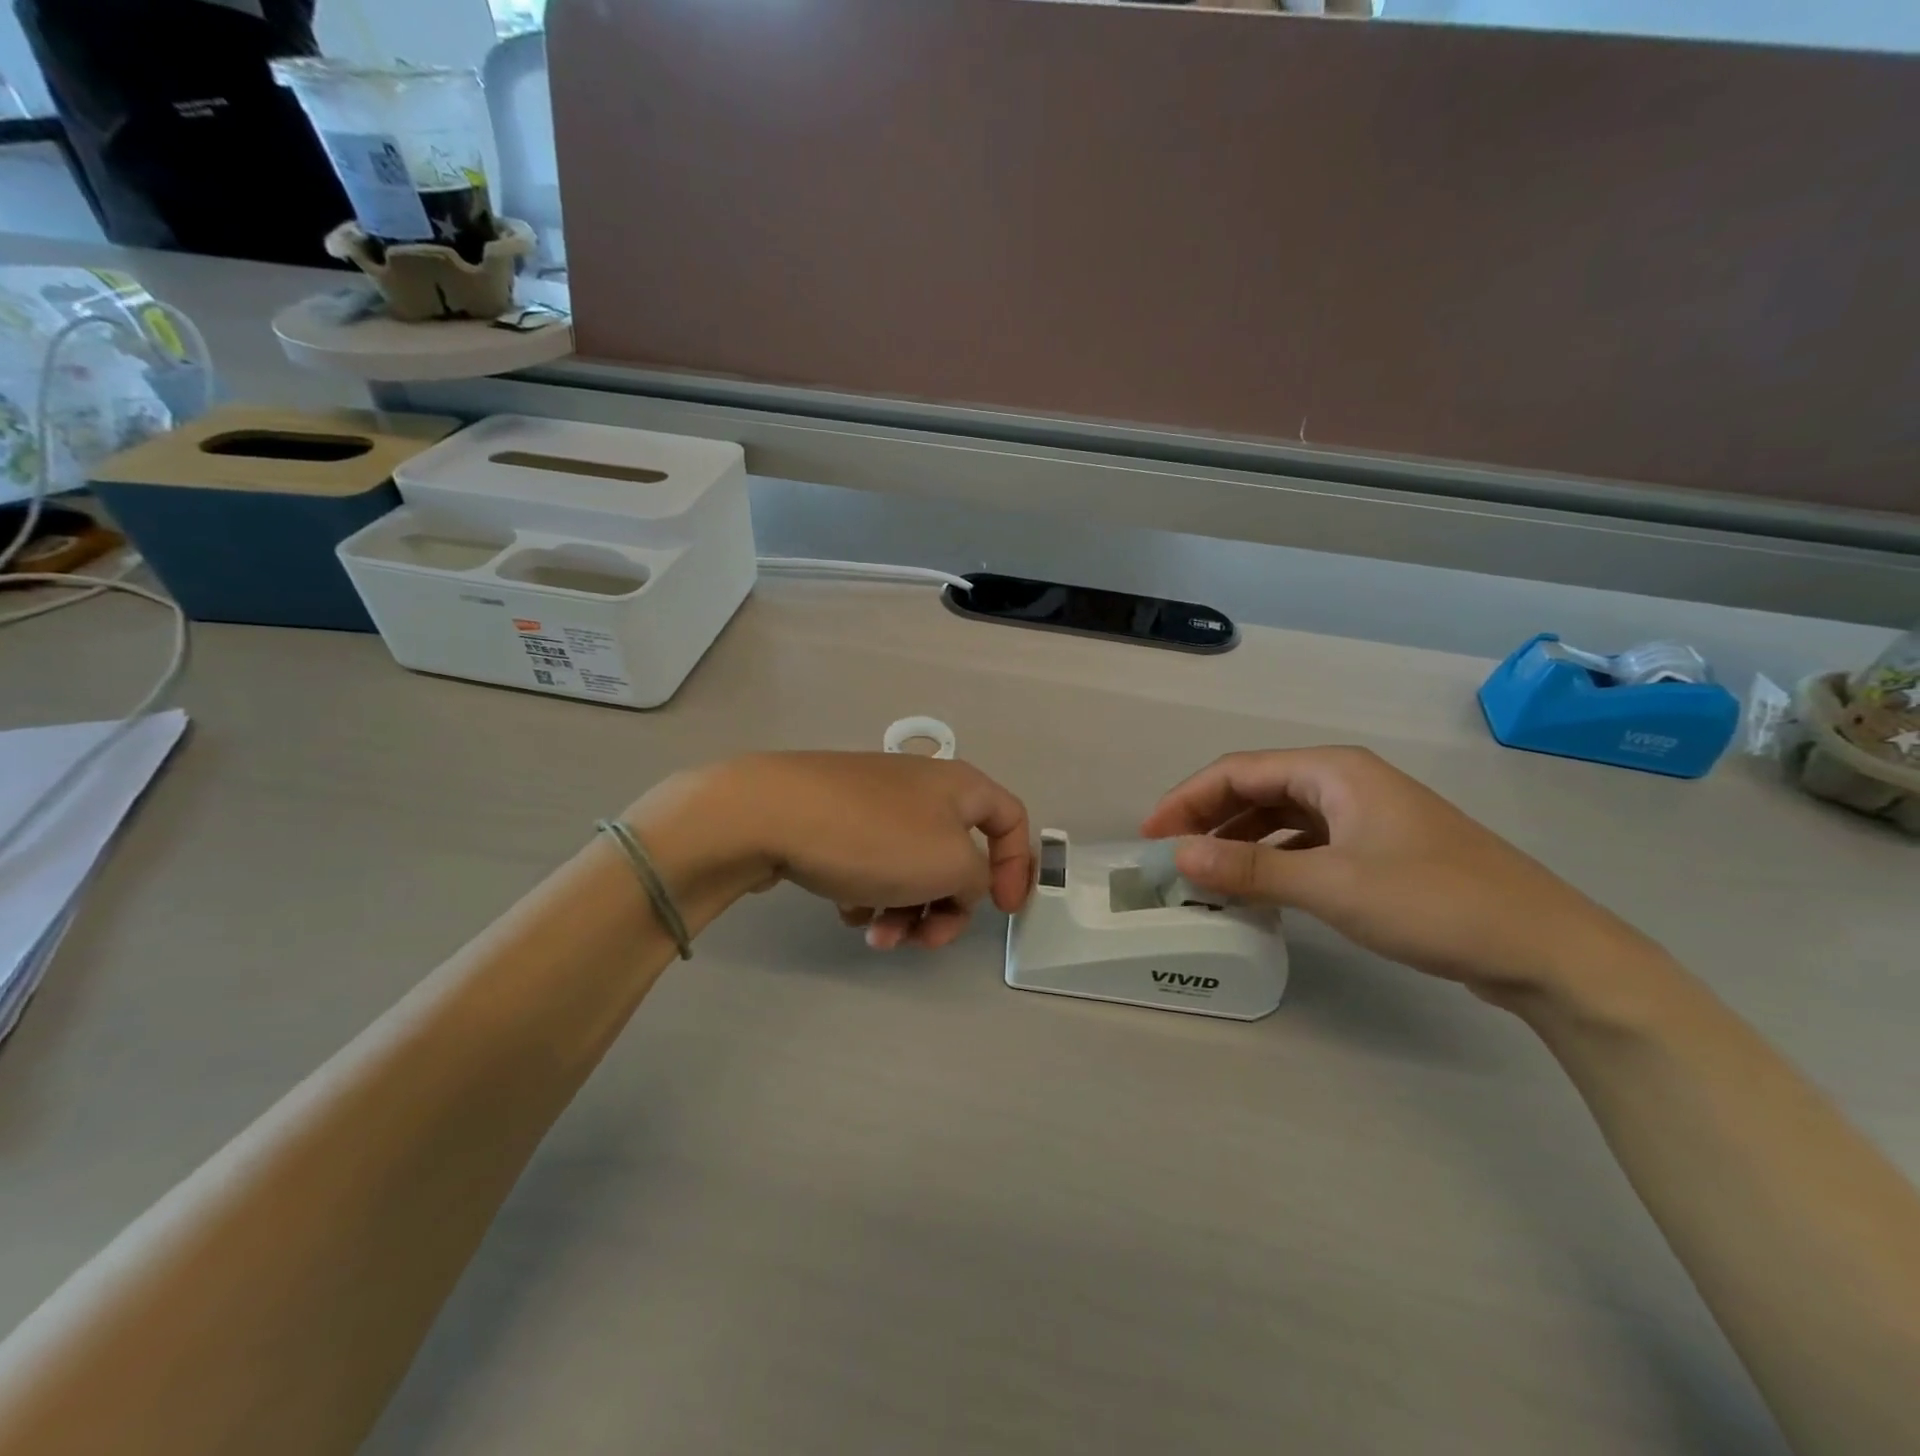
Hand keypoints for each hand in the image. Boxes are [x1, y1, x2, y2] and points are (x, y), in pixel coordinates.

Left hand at [634, 753, 1032, 950]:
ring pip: (911, 868)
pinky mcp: (838, 821)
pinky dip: (870, 894)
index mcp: (959, 786)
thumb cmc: (874, 837)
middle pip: (957, 856)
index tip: (1002, 910)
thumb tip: (959, 883)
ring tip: (875, 935)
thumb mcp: (949, 863)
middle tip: (925, 939)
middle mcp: (921, 789)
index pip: (1011, 819)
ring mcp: (875, 803)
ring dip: (905, 910)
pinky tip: (845, 910)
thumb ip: (976, 879)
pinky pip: (872, 865)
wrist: (770, 814)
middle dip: (946, 906)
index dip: (1017, 866)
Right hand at [1140, 746, 1661, 1001]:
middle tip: (1171, 858)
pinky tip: (1258, 888)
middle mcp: (1346, 783)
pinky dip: (1273, 860)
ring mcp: (1365, 817)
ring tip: (1204, 875)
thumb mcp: (1333, 885)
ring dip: (1239, 841)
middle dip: (1208, 819)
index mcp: (1334, 771)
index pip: (1238, 772)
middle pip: (1257, 790)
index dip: (1187, 799)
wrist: (1548, 950)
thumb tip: (1179, 855)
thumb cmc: (1435, 903)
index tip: (1150, 836)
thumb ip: (1251, 868)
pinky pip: (1306, 844)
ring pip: (1281, 818)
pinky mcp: (1379, 850)